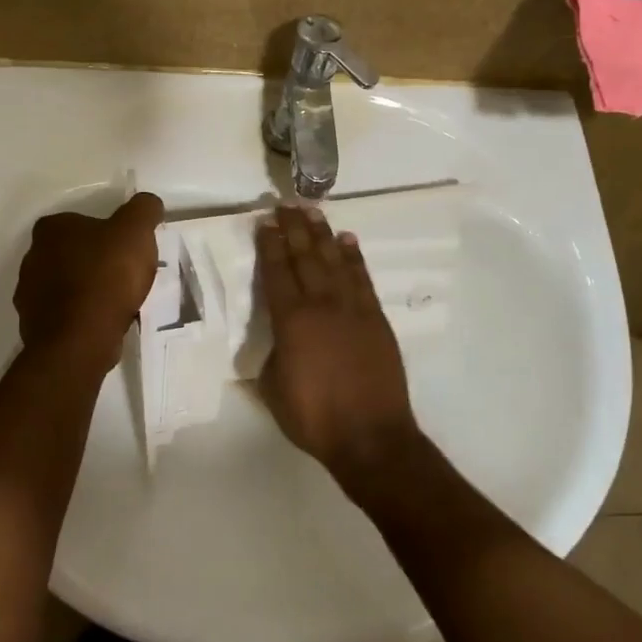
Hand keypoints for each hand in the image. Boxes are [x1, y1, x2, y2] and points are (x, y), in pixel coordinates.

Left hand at [15, 192, 164, 364]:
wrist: (81, 340)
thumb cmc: (107, 276)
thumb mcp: (136, 230)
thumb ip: (144, 209)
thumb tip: (148, 203)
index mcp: (51, 229)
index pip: (79, 221)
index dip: (106, 232)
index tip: (127, 248)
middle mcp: (32, 257)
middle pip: (72, 253)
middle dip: (96, 261)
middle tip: (126, 274)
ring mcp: (29, 294)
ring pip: (67, 285)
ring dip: (88, 290)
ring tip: (119, 302)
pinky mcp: (34, 326)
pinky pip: (64, 314)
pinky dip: (82, 316)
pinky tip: (104, 323)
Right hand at [256, 205, 418, 482]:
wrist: (370, 436)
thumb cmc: (314, 418)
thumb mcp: (273, 390)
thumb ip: (272, 356)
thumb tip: (277, 341)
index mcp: (291, 321)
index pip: (277, 273)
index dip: (270, 245)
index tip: (265, 222)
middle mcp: (321, 305)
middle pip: (305, 257)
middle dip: (294, 229)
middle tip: (286, 204)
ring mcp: (352, 308)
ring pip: (334, 261)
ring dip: (323, 234)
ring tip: (314, 212)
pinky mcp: (376, 318)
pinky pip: (362, 278)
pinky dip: (354, 257)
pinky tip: (347, 241)